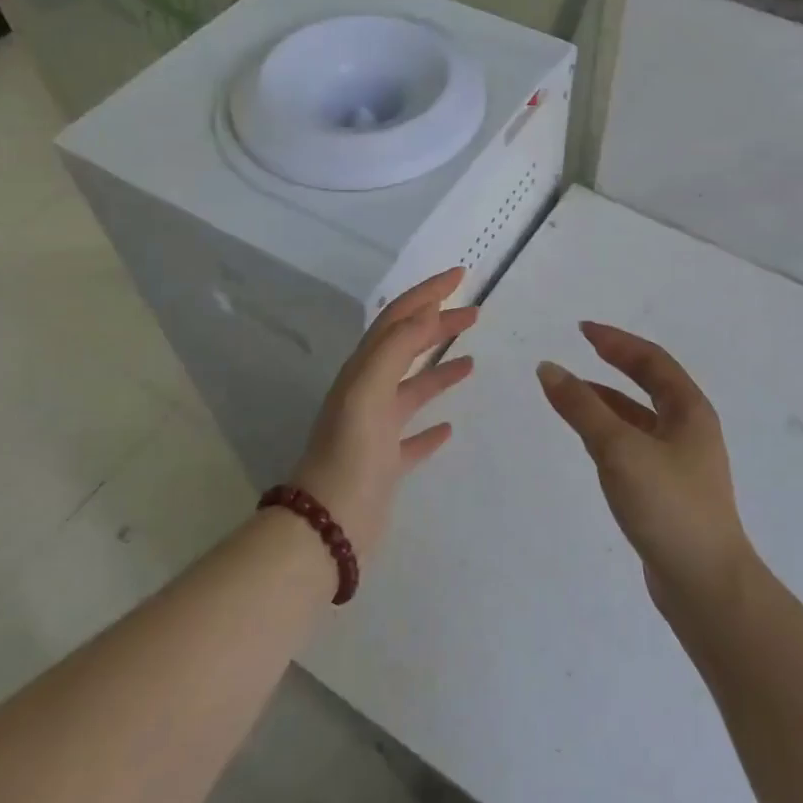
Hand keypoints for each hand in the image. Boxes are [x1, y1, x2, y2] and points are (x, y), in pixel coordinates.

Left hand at [291, 267, 476, 562]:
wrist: (327, 527)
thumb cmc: (350, 455)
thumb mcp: (368, 392)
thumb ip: (394, 349)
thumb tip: (425, 312)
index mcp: (363, 372)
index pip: (397, 319)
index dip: (427, 294)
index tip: (460, 276)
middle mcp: (368, 394)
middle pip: (406, 347)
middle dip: (438, 325)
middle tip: (474, 313)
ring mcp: (377, 430)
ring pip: (412, 389)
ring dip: (438, 368)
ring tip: (470, 359)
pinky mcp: (387, 464)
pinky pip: (413, 436)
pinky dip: (432, 426)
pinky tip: (450, 427)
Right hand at [537, 322, 753, 607]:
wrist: (705, 584)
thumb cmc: (667, 506)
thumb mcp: (619, 449)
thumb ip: (582, 408)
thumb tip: (549, 368)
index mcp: (690, 411)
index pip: (651, 361)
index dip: (616, 341)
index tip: (582, 330)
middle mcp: (690, 430)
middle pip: (650, 385)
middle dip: (615, 365)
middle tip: (580, 350)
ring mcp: (681, 463)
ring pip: (640, 418)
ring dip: (608, 401)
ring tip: (572, 394)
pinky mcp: (668, 492)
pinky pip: (635, 446)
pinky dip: (610, 433)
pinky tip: (590, 443)